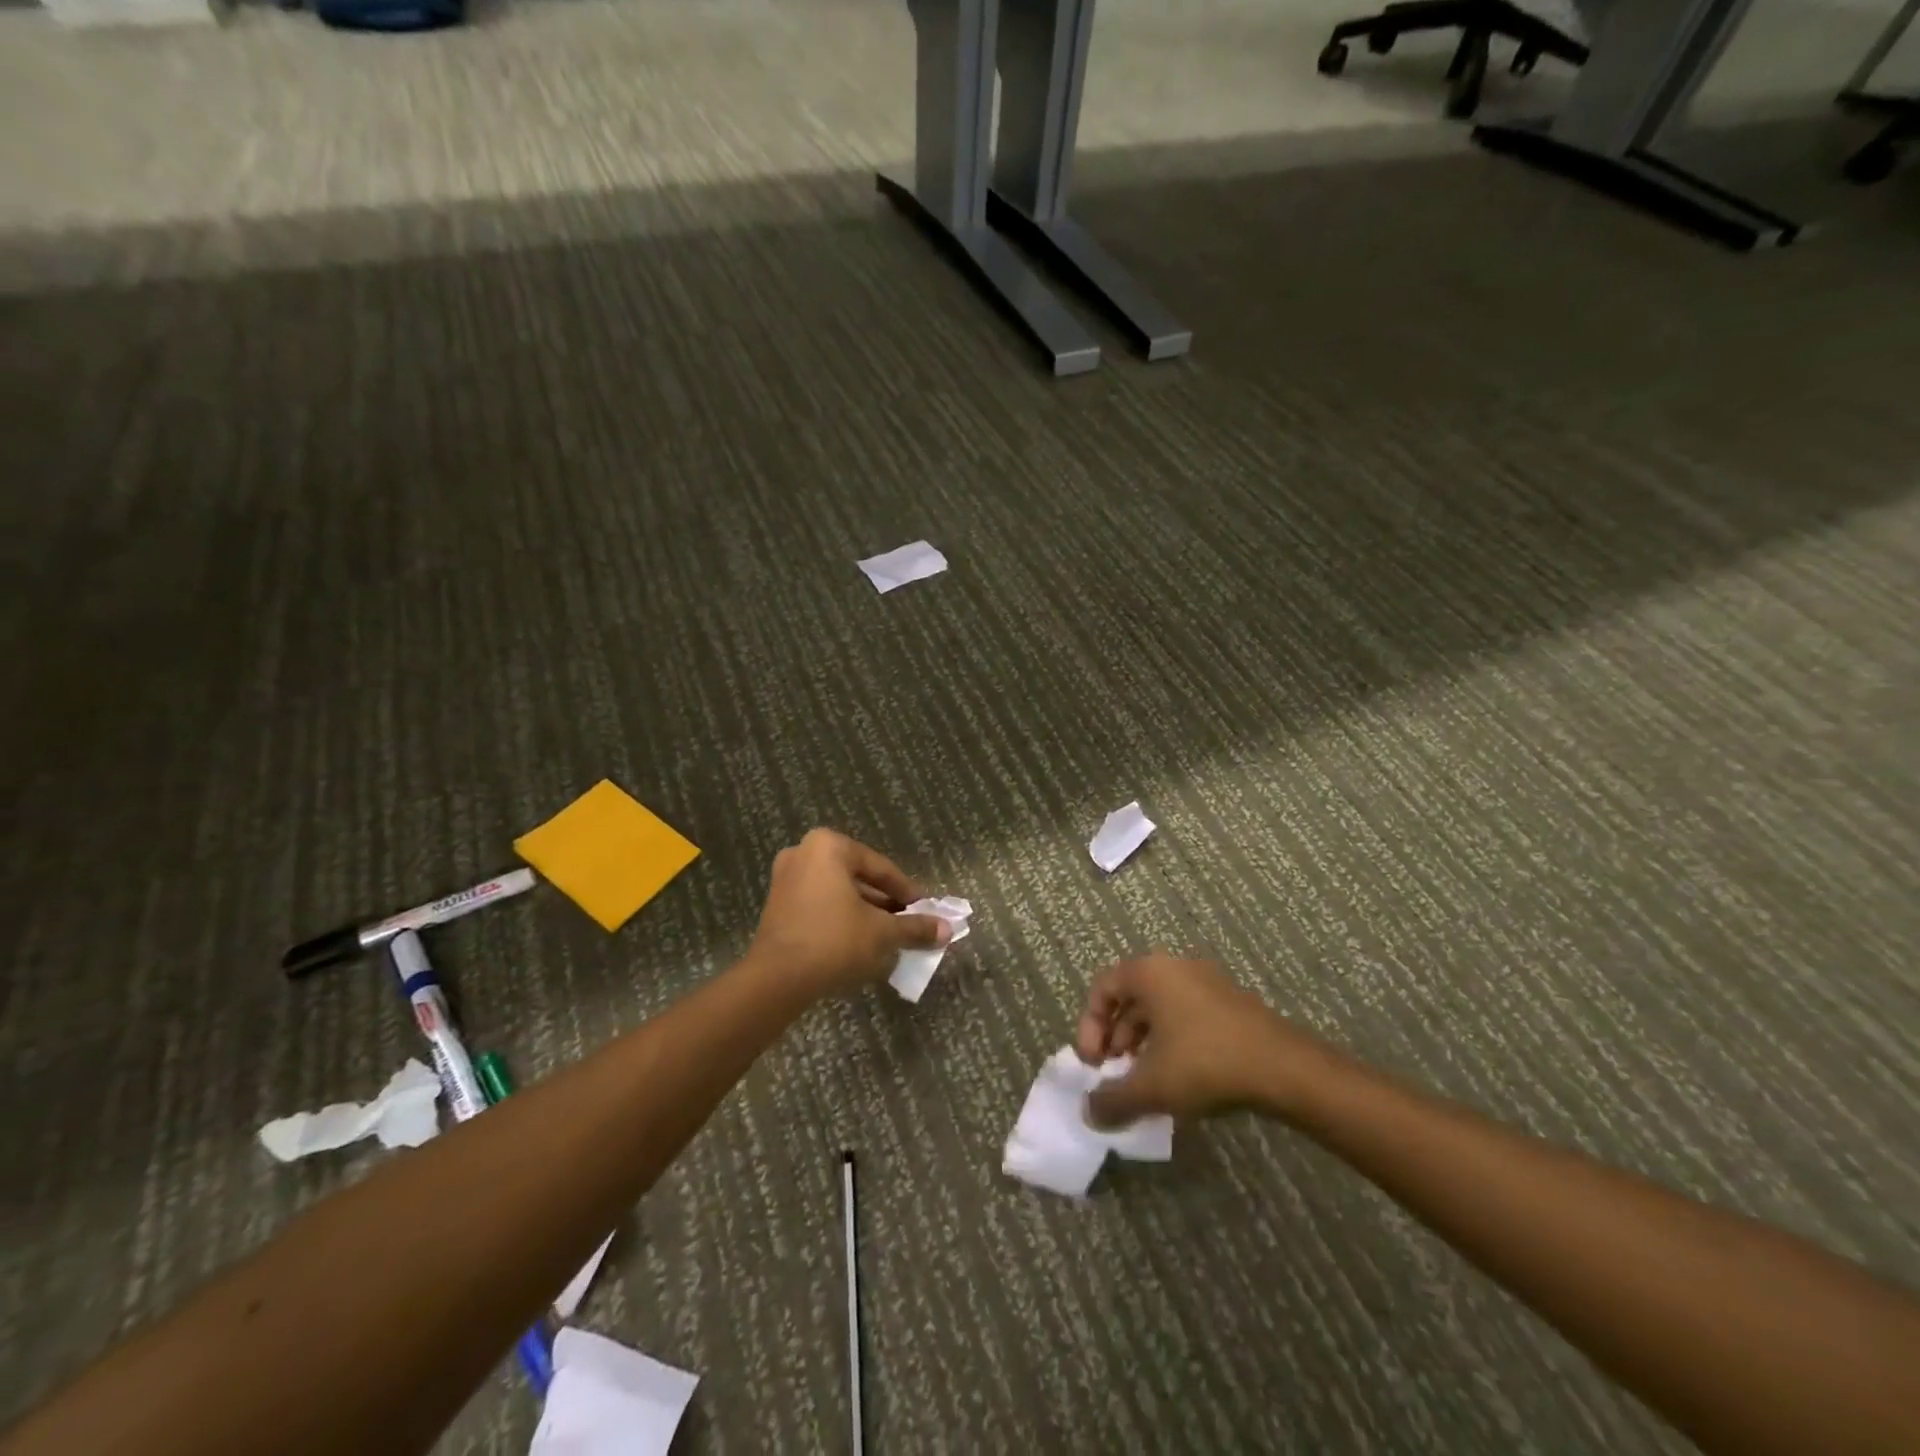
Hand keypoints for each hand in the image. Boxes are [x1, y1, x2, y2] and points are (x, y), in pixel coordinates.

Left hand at [747, 829, 949, 999]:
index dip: (907, 892)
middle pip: (858, 877)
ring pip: (838, 892)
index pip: (880, 868)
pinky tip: (859, 942)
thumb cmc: (834, 941)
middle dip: (884, 902)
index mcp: (829, 846)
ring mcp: (785, 878)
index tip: (925, 911)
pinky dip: (841, 918)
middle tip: (908, 923)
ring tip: (888, 936)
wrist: (777, 979)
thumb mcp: (882, 933)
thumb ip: (915, 927)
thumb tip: (947, 930)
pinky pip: (819, 905)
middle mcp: (803, 852)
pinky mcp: (777, 905)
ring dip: (864, 911)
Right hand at [1074, 955, 1324, 1126]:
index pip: (1102, 988)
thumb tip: (1088, 1112)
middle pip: (1130, 997)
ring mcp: (1208, 982)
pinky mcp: (1231, 1002)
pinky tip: (1180, 1077)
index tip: (1094, 1064)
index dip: (1089, 1027)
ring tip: (1146, 1080)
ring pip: (1160, 1008)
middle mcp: (1176, 967)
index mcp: (1150, 973)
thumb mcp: (1151, 1087)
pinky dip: (1172, 1041)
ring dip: (1143, 1042)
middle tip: (1115, 1073)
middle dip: (1115, 1037)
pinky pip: (1186, 1014)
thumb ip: (1112, 1099)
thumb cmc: (1205, 1063)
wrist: (1284, 1068)